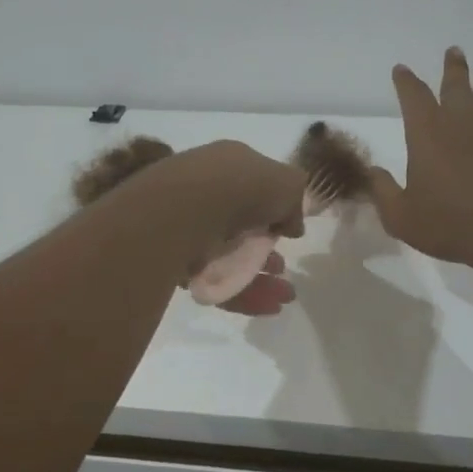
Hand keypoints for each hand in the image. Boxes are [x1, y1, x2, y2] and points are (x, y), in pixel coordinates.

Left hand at [149, 141, 306, 315]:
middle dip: (266, 251)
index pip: (253, 188)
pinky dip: (244, 294)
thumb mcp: (286, 183)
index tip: (289, 233)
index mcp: (227, 165)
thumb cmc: (240, 186)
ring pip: (229, 258)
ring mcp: (187, 229)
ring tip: (285, 294)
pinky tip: (270, 306)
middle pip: (240, 227)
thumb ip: (295, 201)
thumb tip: (292, 224)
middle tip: (284, 268)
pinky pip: (216, 281)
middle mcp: (204, 194)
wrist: (185, 211)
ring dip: (261, 278)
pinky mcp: (177, 263)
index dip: (274, 211)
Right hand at [370, 48, 472, 268]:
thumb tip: (373, 172)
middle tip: (454, 50)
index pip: (413, 96)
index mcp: (426, 132)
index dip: (405, 81)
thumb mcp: (401, 215)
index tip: (401, 69)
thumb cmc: (448, 221)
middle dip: (453, 67)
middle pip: (456, 84)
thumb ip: (383, 191)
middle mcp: (460, 122)